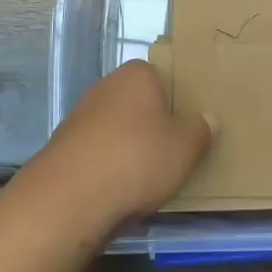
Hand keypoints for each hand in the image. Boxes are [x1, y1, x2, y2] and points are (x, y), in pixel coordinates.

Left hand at [24, 60, 212, 229]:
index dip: (174, 99)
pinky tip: (116, 190)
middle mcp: (105, 86)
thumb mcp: (184, 148)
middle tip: (170, 151)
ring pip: (114, 128)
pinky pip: (95, 152)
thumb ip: (200, 130)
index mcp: (136, 75)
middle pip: (136, 102)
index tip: (185, 125)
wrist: (69, 197)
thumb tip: (209, 118)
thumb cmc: (137, 159)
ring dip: (126, 147)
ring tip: (145, 177)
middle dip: (150, 124)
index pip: (160, 76)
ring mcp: (79, 115)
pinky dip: (106, 166)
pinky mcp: (62, 147)